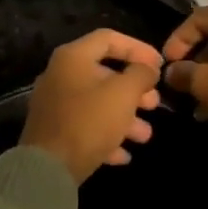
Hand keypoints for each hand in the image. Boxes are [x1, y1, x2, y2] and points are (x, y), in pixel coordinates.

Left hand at [20, 29, 163, 183]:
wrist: (47, 169)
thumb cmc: (89, 121)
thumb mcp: (124, 93)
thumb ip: (141, 74)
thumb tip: (148, 69)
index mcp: (73, 58)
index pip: (110, 38)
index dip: (138, 48)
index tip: (160, 65)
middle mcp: (60, 75)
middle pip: (105, 74)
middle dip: (135, 90)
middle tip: (154, 103)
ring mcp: (55, 105)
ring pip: (98, 104)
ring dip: (125, 117)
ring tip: (145, 135)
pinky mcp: (54, 132)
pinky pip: (86, 127)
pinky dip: (107, 136)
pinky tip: (124, 154)